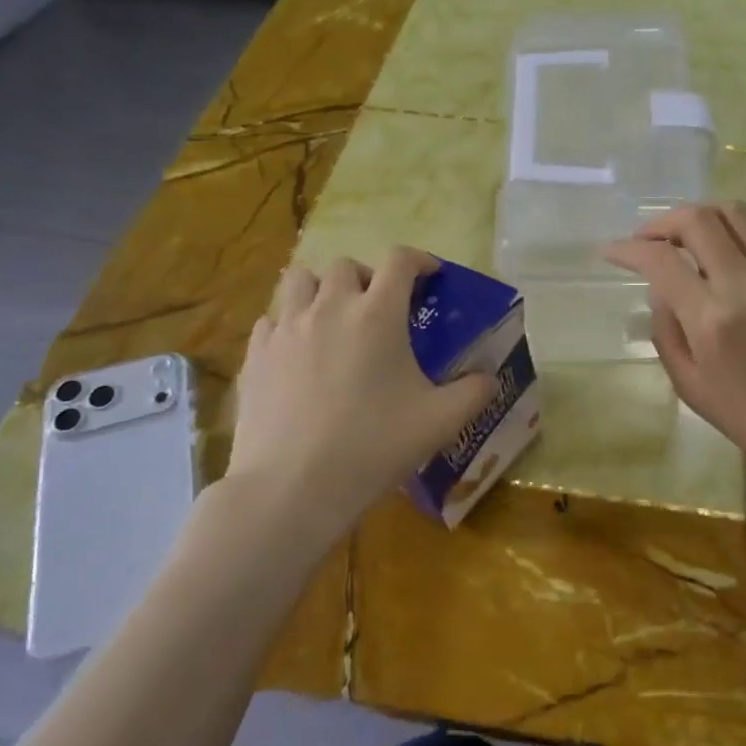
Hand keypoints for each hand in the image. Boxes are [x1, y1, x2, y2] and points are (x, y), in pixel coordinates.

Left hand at [224, 247, 495, 533]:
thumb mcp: (440, 422)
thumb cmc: (373, 446)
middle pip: (346, 265)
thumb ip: (474, 393)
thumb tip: (490, 379)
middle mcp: (329, 307)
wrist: (293, 485)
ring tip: (334, 320)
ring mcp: (285, 328)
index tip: (431, 276)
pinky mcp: (255, 354)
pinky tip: (299, 353)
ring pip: (300, 281)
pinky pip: (272, 319)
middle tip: (381, 308)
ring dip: (322, 289)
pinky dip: (289, 323)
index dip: (420, 260)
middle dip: (368, 277)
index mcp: (377, 314)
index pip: (400, 260)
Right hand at [605, 203, 745, 488]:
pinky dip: (741, 224)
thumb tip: (661, 291)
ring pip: (735, 212)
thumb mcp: (691, 387)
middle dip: (661, 222)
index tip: (612, 252)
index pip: (660, 261)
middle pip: (697, 220)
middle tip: (647, 240)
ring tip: (686, 237)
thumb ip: (666, 333)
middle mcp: (745, 283)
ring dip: (701, 215)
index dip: (628, 250)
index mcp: (711, 319)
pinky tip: (729, 243)